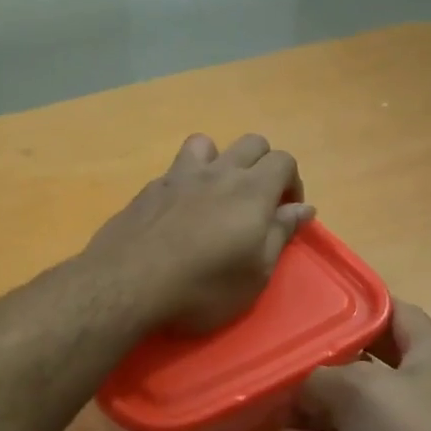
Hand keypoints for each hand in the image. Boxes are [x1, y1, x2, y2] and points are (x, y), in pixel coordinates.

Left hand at [89, 133, 313, 332]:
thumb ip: (279, 234)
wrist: (127, 283)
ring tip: (216, 195)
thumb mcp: (255, 274)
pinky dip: (187, 180)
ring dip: (220, 161)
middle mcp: (218, 172)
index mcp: (251, 190)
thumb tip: (302, 209)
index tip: (286, 213)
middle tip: (258, 203)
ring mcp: (179, 176)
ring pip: (207, 143)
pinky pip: (176, 168)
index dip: (292, 183)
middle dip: (263, 166)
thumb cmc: (202, 287)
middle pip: (252, 144)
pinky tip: (179, 211)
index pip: (284, 161)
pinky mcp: (149, 189)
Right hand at [280, 303, 430, 430]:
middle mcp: (426, 391)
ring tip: (277, 409)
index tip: (321, 302)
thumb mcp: (358, 392)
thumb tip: (302, 385)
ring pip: (360, 411)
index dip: (362, 303)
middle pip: (372, 364)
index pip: (399, 312)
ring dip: (319, 410)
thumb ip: (322, 377)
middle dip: (328, 363)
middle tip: (286, 359)